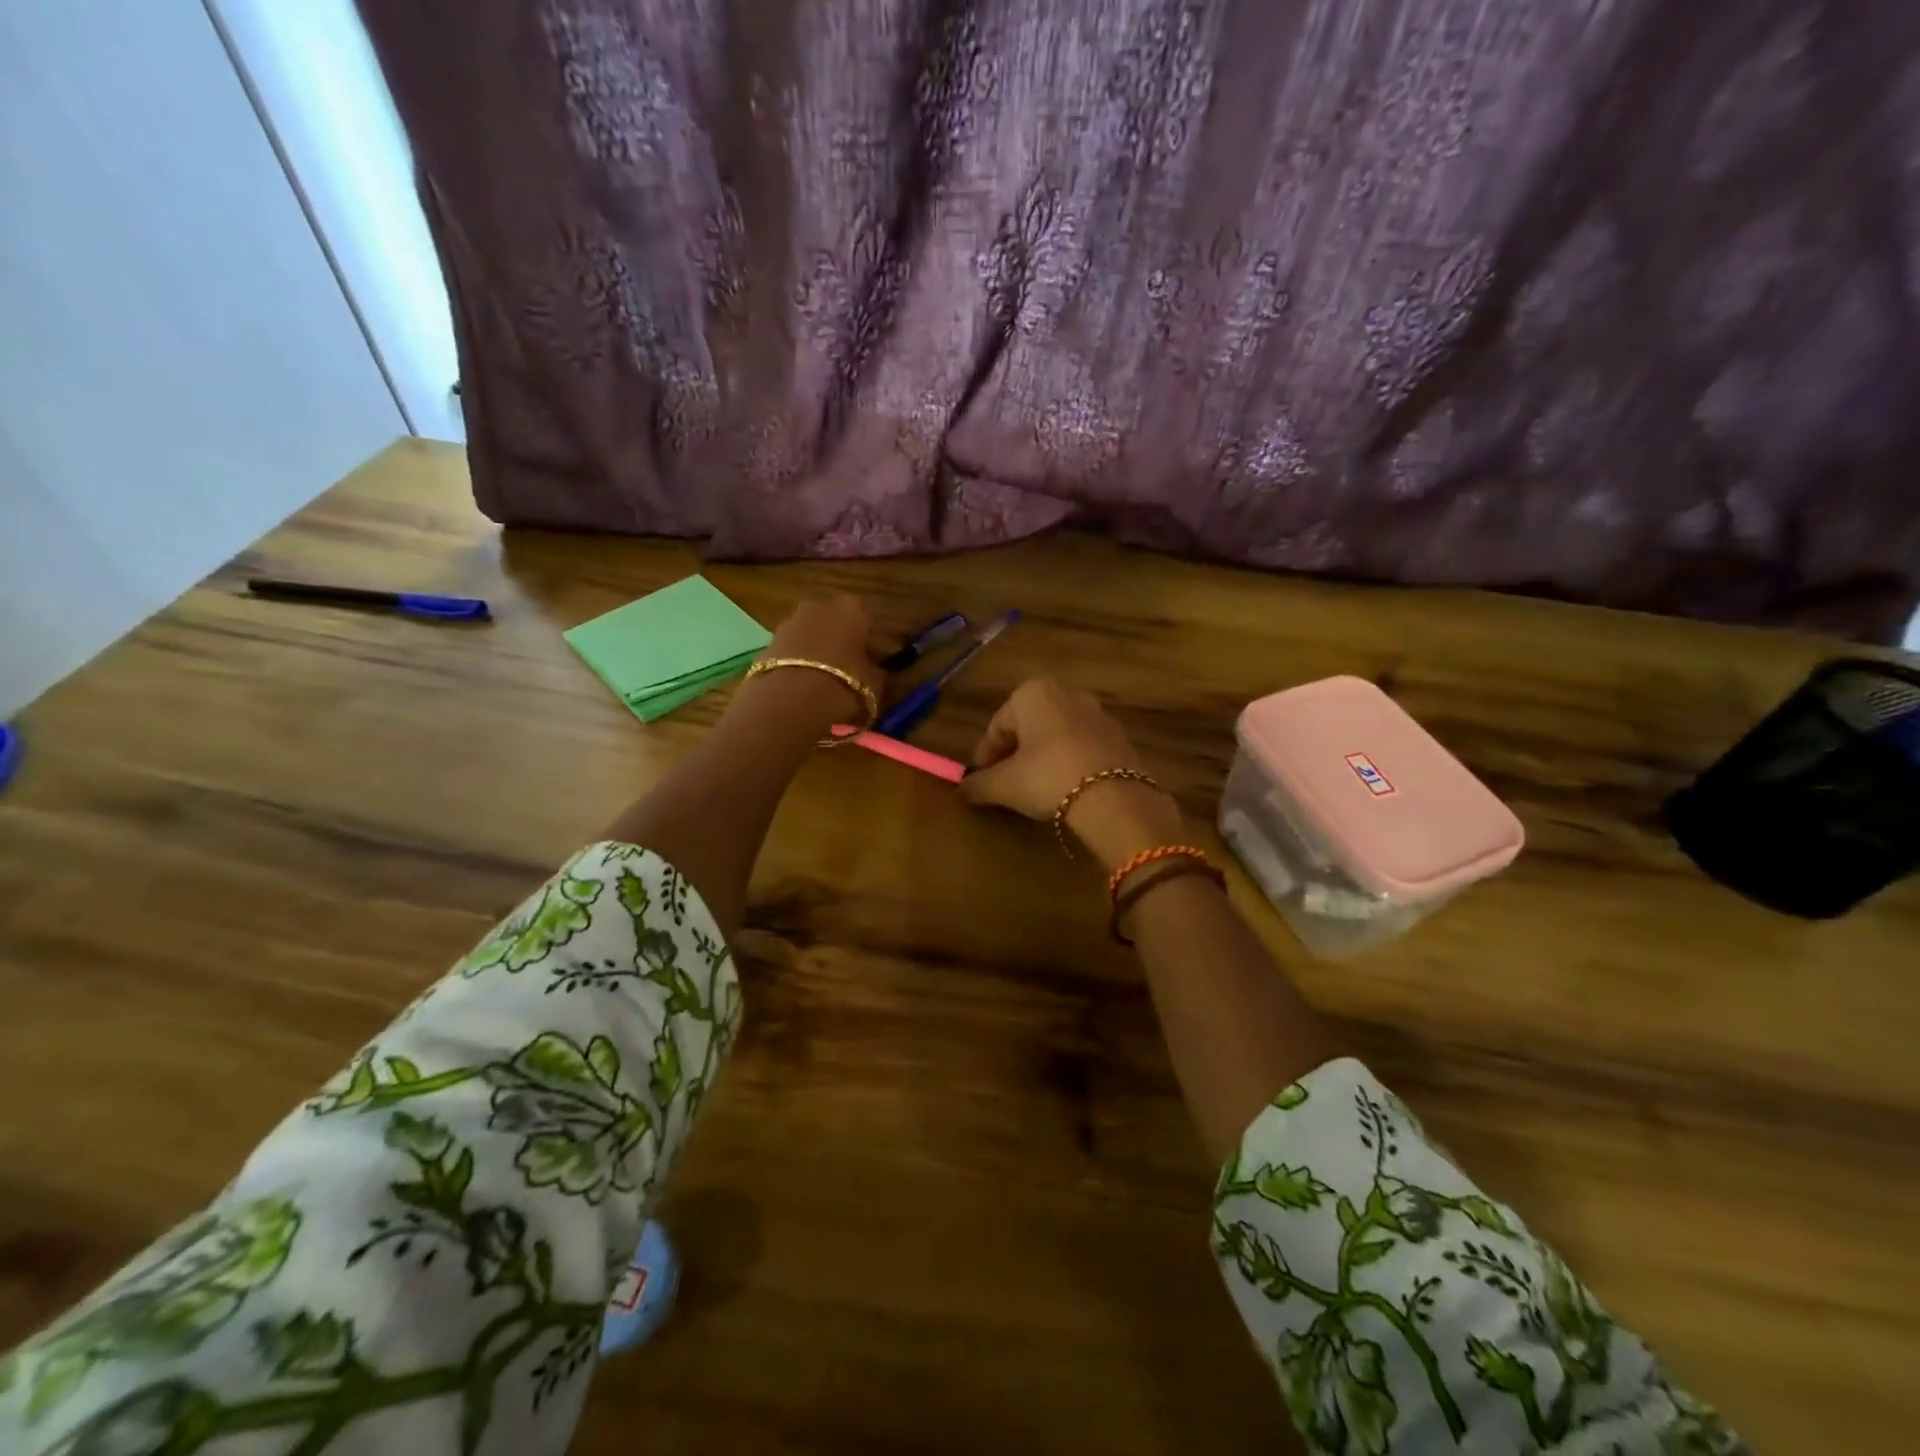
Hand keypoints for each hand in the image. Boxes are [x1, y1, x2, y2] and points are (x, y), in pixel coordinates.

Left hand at [740, 595, 883, 732]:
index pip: (869, 622)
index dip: (873, 645)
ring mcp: (789, 621)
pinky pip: (792, 651)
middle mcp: (820, 606)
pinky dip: (798, 664)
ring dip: (818, 653)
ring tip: (824, 684)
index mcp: (853, 609)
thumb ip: (879, 673)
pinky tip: (802, 687)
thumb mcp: (876, 685)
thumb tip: (877, 671)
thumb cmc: (843, 686)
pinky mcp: (767, 642)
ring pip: (812, 636)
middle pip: (837, 624)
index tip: (875, 666)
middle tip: (850, 674)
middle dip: (843, 644)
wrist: (787, 701)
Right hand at [961, 676, 1183, 866]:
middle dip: (1015, 752)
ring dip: (1043, 756)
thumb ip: (979, 784)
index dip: (985, 755)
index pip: (998, 726)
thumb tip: (962, 789)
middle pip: (1029, 726)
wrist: (1114, 798)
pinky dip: (1069, 762)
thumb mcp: (1004, 785)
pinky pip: (1082, 747)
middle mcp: (1067, 693)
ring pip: (1057, 735)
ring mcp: (1098, 714)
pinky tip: (1065, 788)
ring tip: (1034, 788)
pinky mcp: (1120, 737)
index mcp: (1033, 693)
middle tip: (1005, 782)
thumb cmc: (1048, 778)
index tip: (979, 780)